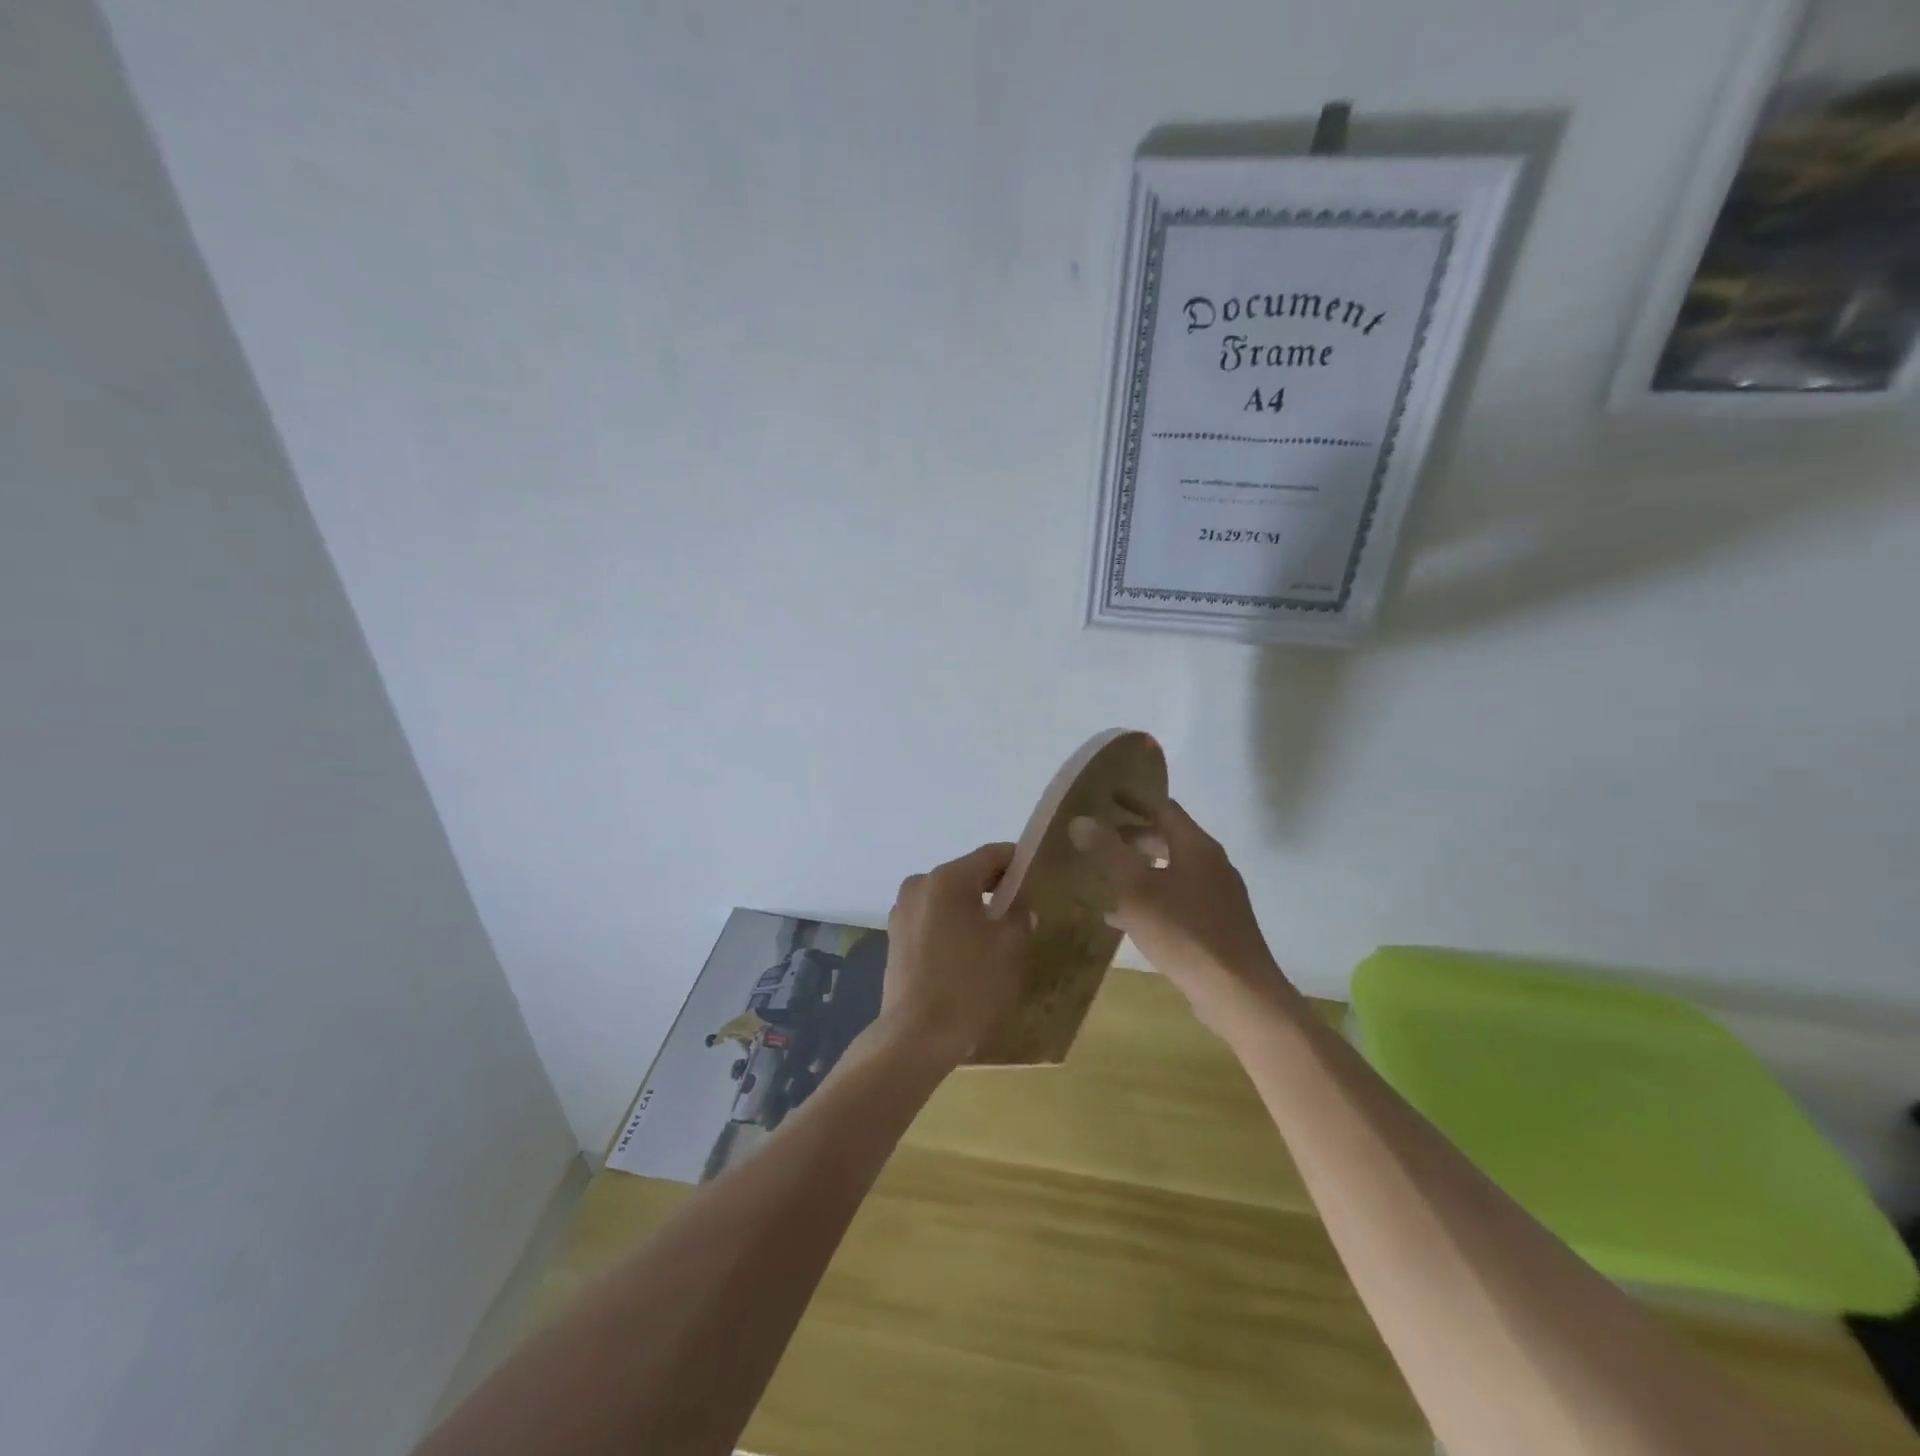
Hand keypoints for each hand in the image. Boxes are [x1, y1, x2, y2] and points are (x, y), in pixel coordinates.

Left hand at [877, 842, 1031, 1067]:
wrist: (916, 1036)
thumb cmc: (968, 984)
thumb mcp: (1009, 947)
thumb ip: (1019, 916)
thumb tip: (1019, 908)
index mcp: (947, 879)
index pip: (991, 855)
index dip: (1016, 860)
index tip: (1036, 874)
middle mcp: (919, 885)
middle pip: (966, 875)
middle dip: (993, 888)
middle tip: (1020, 909)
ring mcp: (902, 911)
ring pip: (947, 898)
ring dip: (970, 909)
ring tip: (994, 935)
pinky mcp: (895, 938)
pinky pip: (931, 920)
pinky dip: (950, 926)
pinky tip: (966, 953)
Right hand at [1068, 799, 1294, 1036]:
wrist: (1239, 994)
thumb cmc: (1185, 933)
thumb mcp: (1136, 890)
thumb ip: (1107, 853)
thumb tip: (1080, 820)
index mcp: (1197, 848)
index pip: (1164, 808)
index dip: (1134, 800)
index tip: (1107, 796)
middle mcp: (1212, 865)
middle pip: (1169, 839)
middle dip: (1134, 836)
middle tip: (1100, 837)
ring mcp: (1217, 897)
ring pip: (1171, 872)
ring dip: (1139, 870)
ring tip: (1104, 875)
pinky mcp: (1216, 926)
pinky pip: (1176, 900)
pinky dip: (1149, 899)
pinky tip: (1122, 918)